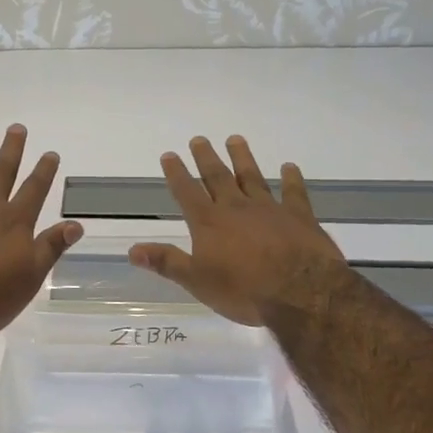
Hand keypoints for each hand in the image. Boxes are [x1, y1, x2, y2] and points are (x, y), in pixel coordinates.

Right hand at [129, 135, 348, 325]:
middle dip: (206, 158)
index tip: (169, 155)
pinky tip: (289, 167)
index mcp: (209, 222)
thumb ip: (166, 262)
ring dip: (242, 158)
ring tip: (235, 139)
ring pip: (252, 177)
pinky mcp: (299, 217)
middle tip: (199, 139)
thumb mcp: (197, 281)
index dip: (176, 173)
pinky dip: (291, 179)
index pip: (187, 192)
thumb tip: (132, 250)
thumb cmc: (244, 291)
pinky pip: (294, 193)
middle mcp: (236, 208)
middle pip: (218, 177)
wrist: (301, 293)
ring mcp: (269, 209)